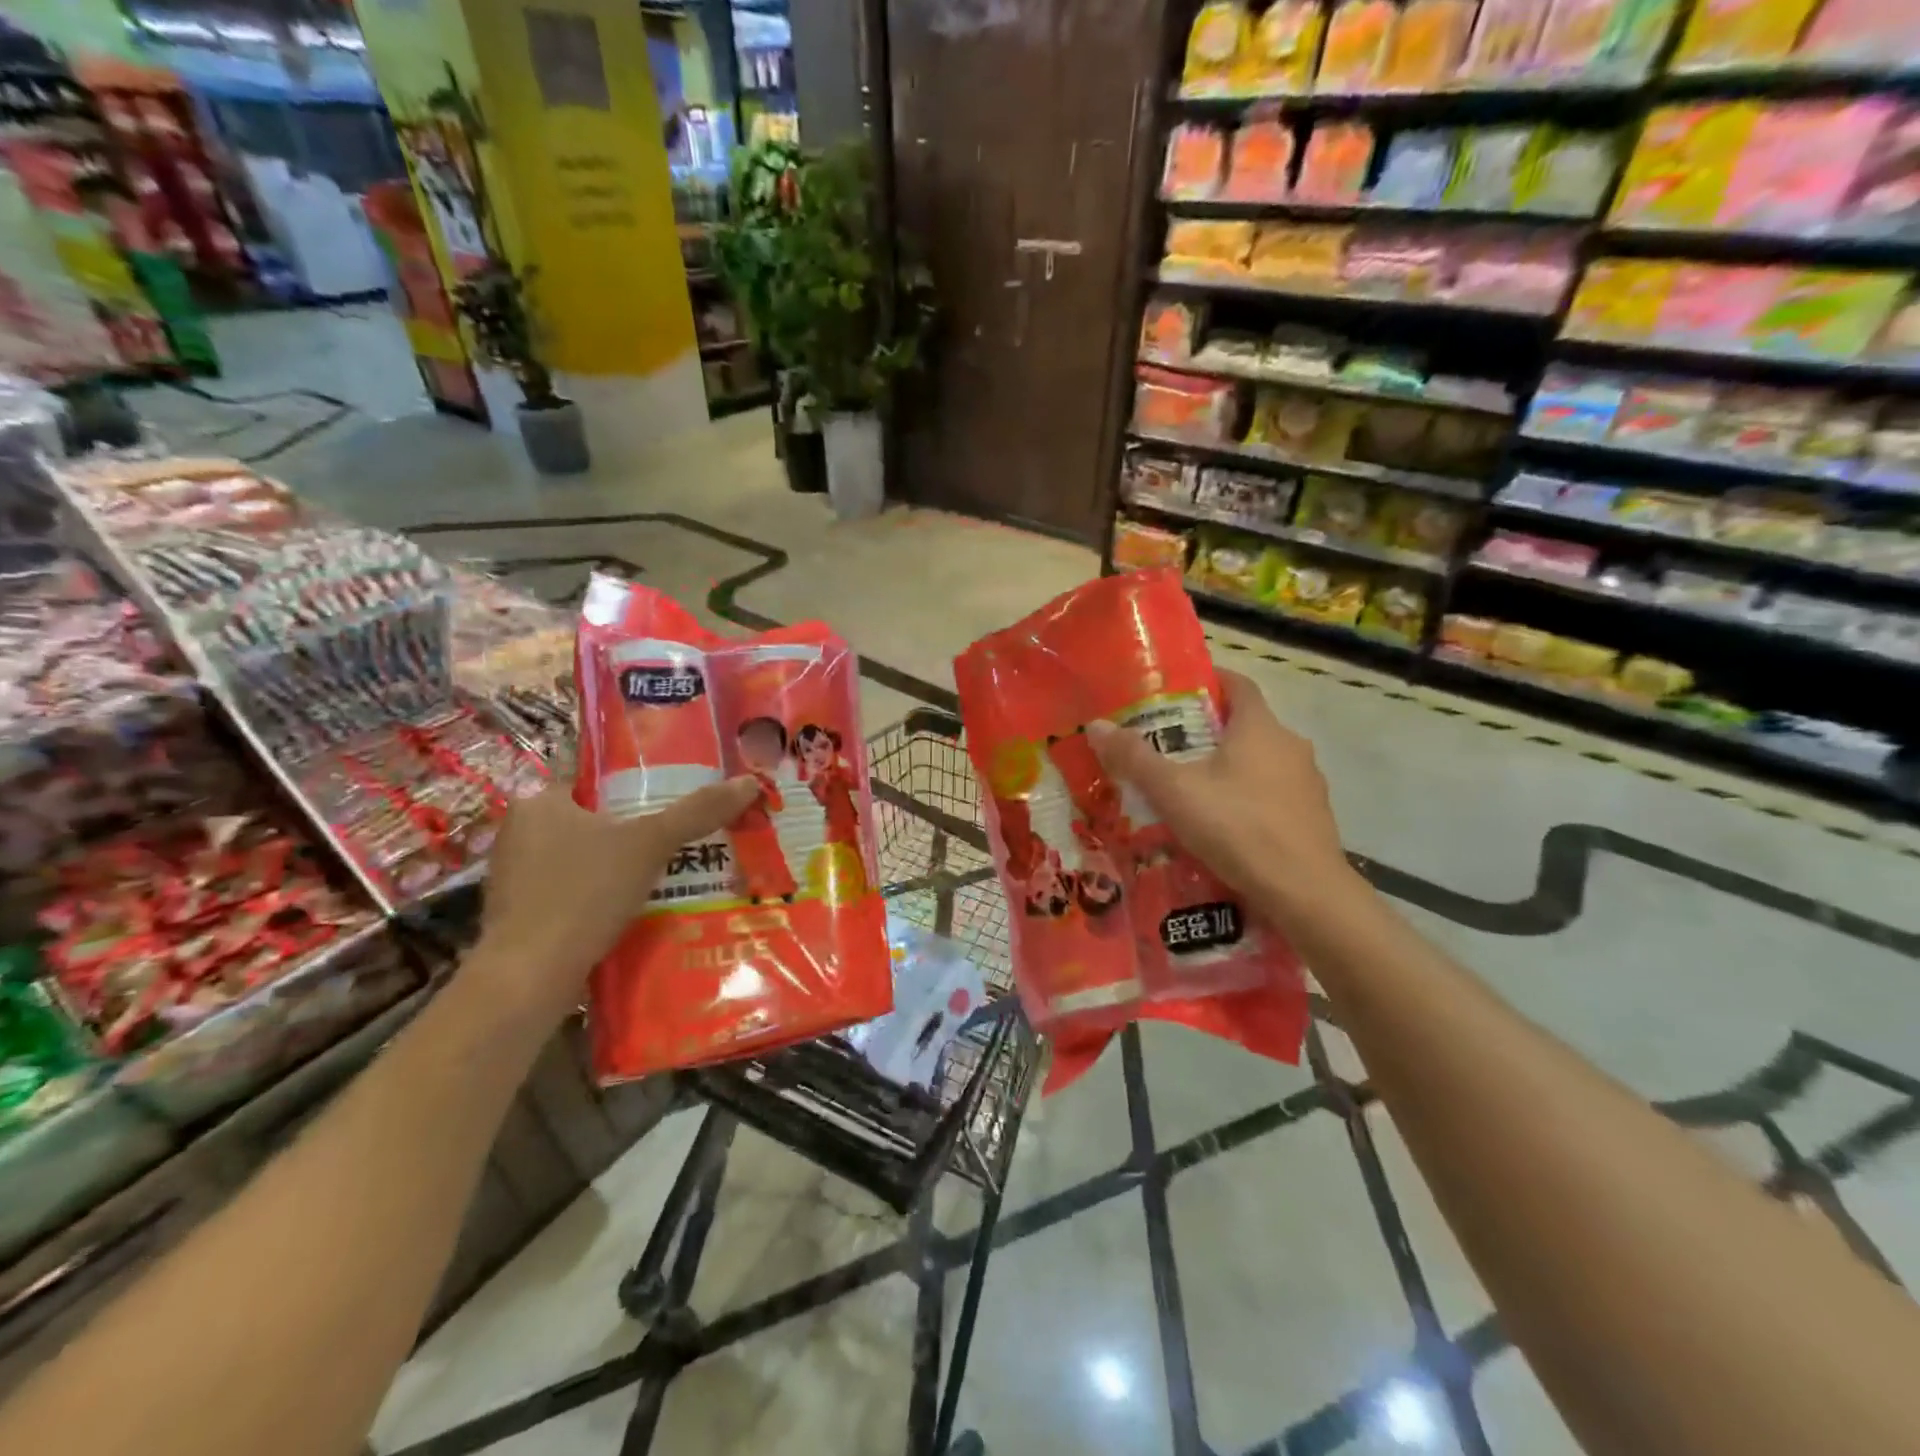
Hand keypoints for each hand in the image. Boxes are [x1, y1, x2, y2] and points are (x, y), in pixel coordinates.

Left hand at [479, 778, 758, 1005]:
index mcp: (539, 802)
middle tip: (676, 840)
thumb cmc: (584, 893)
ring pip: (580, 859)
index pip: (594, 782)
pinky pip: (569, 893)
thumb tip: (748, 781)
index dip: (635, 789)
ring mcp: (514, 876)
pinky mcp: (517, 915)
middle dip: (631, 831)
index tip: (671, 802)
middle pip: (591, 820)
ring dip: (616, 866)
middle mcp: (518, 832)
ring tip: (665, 874)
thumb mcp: (650, 844)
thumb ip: (697, 812)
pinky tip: (631, 909)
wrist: (530, 978)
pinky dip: (598, 897)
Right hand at [1086, 669, 1353, 918]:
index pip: (1238, 684)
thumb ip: (1135, 758)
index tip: (1179, 692)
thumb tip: (1096, 726)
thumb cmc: (1237, 827)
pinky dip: (1247, 800)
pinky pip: (1273, 796)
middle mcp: (1290, 746)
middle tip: (1169, 747)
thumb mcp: (1174, 791)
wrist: (1304, 892)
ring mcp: (1308, 783)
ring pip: (1261, 763)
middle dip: (1209, 731)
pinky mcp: (1313, 818)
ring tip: (1191, 791)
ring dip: (1229, 769)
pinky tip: (1224, 826)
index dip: (1210, 681)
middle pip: (1247, 725)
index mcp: (1260, 727)